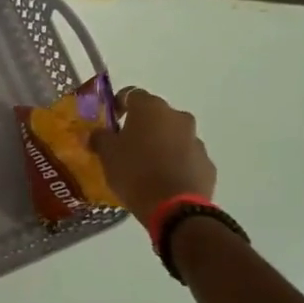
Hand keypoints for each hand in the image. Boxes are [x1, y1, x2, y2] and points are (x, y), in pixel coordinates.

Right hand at [91, 87, 216, 223]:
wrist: (174, 207)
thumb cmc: (135, 172)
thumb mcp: (107, 155)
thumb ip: (100, 138)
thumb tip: (96, 133)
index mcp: (151, 109)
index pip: (131, 94)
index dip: (118, 105)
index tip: (111, 121)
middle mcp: (177, 117)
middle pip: (155, 115)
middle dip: (142, 126)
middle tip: (126, 146)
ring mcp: (196, 140)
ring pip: (173, 136)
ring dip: (160, 145)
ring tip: (146, 167)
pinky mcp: (207, 163)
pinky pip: (186, 157)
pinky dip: (175, 163)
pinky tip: (163, 181)